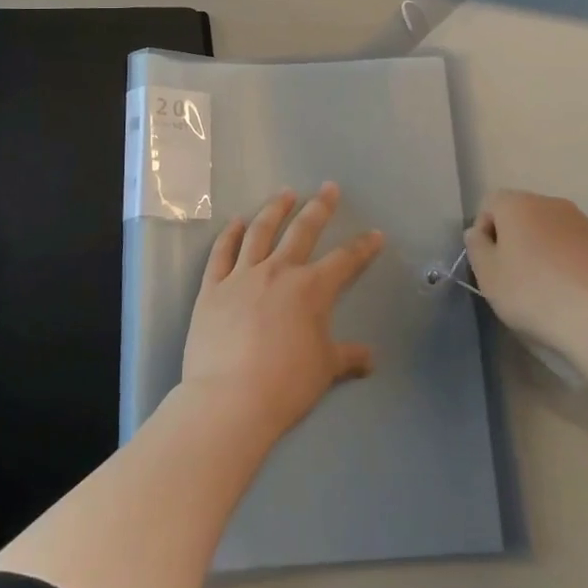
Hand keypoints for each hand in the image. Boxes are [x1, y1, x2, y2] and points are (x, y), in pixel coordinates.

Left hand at [182, 184, 383, 436]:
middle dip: (319, 207)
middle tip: (328, 188)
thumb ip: (348, 357)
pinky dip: (230, 234)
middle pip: (302, 231)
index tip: (375, 234)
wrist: (230, 399)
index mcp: (311, 289)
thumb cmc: (286, 384)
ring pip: (260, 231)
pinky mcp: (212, 287)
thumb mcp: (325, 370)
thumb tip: (370, 358)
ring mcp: (241, 276)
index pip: (345, 260)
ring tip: (284, 194)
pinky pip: (221, 253)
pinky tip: (236, 222)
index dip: (363, 246)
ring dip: (275, 209)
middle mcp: (278, 271)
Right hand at [465, 190, 587, 354]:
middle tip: (512, 275)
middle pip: (520, 214)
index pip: (489, 204)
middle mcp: (550, 202)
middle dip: (512, 238)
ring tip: (543, 285)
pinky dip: (565, 259)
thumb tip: (478, 232)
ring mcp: (581, 221)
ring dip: (540, 248)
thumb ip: (476, 247)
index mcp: (517, 204)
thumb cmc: (533, 294)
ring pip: (548, 229)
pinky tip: (568, 289)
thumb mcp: (488, 276)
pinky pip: (572, 244)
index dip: (484, 232)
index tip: (489, 263)